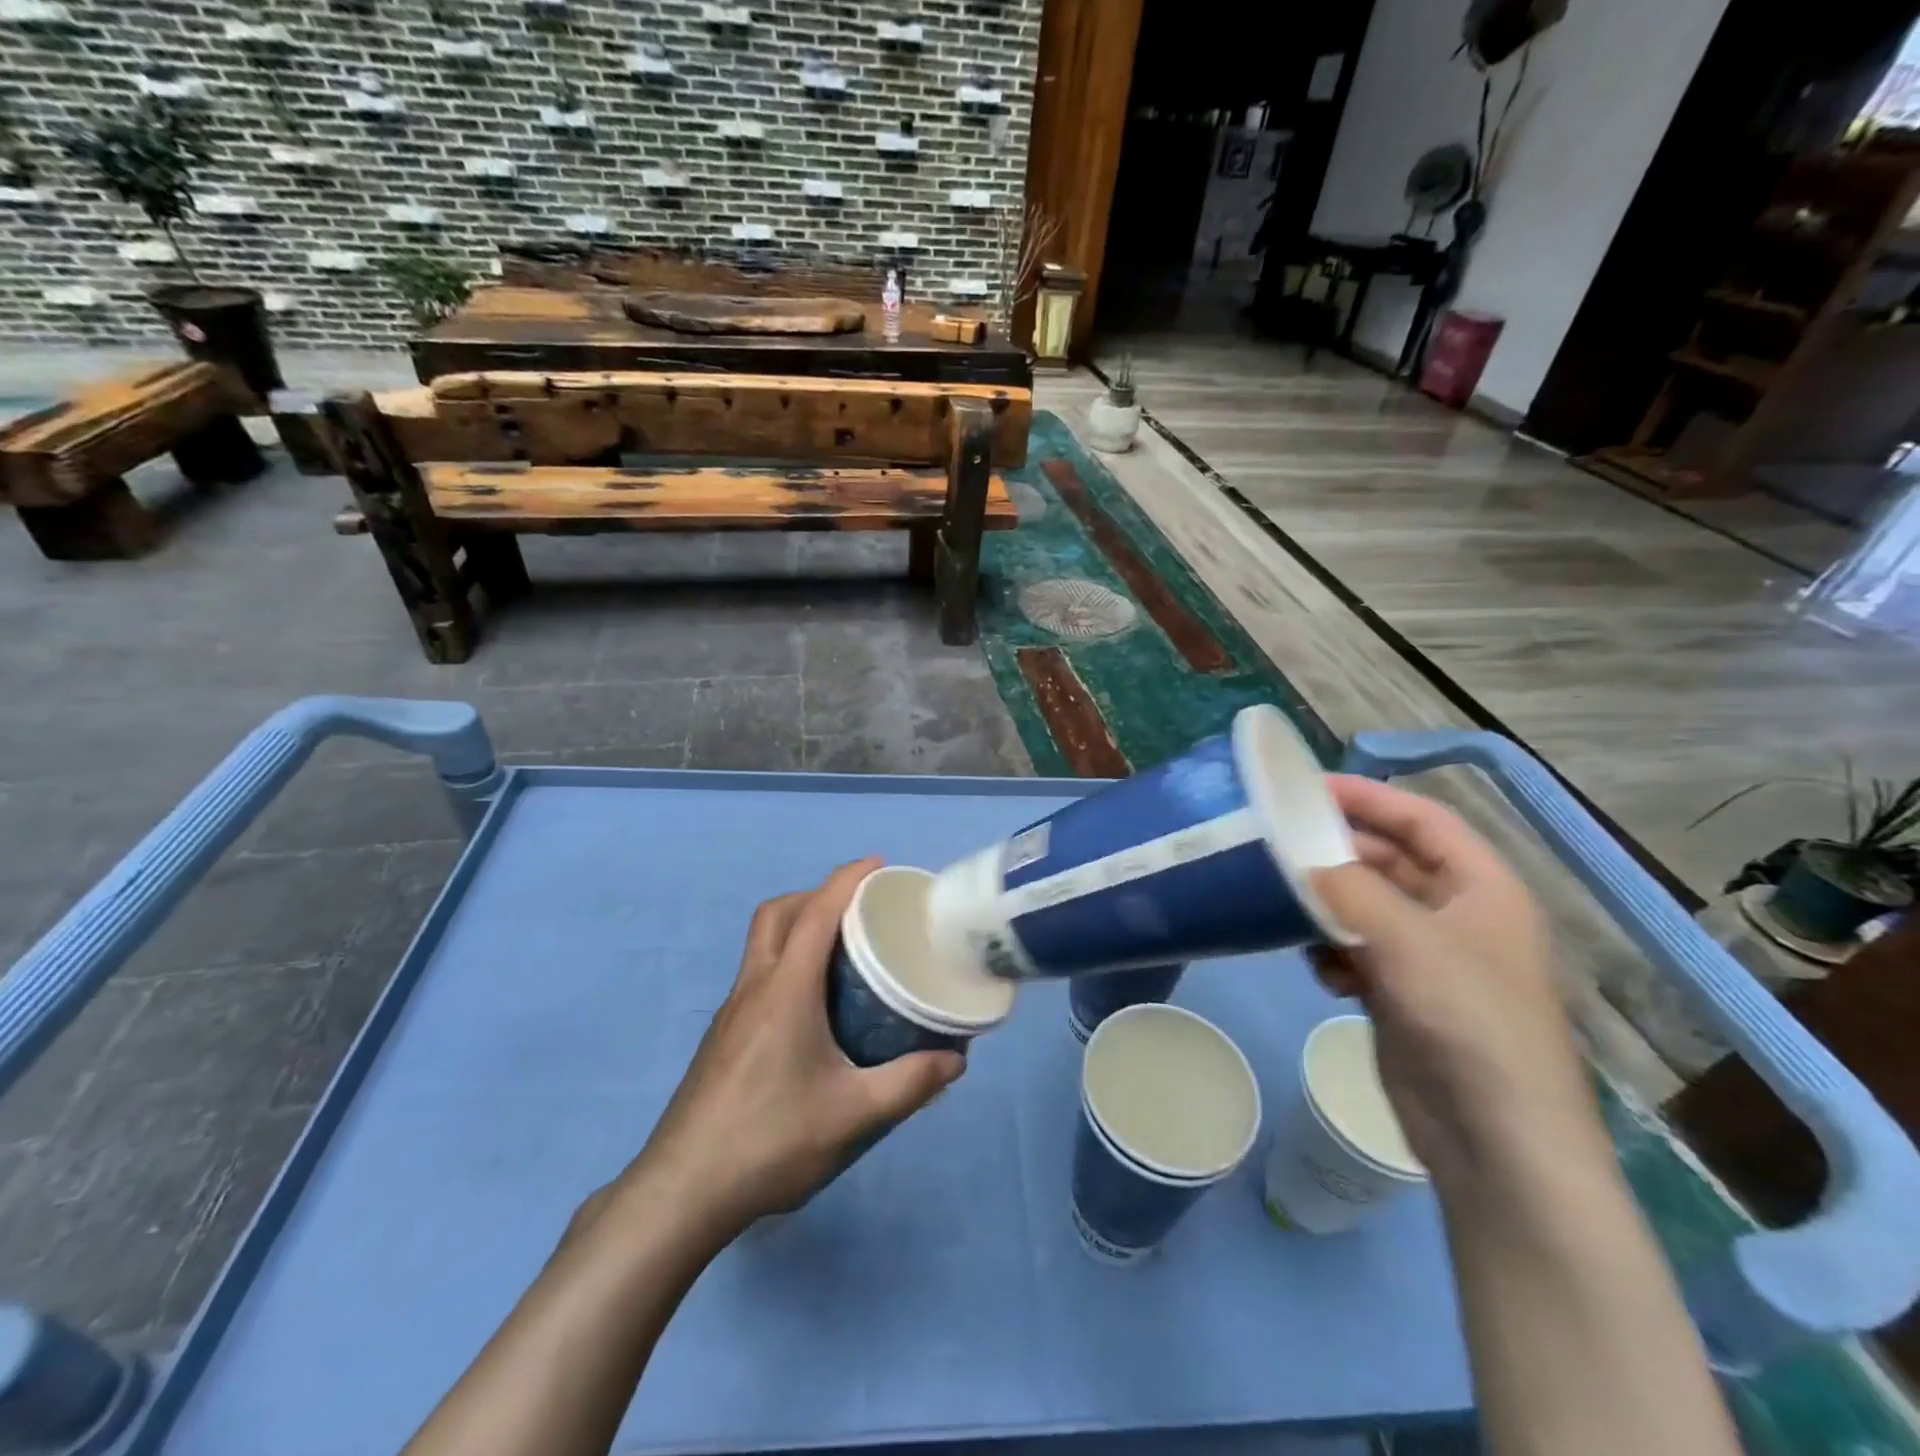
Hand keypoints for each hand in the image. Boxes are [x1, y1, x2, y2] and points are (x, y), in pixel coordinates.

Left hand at [602, 858, 964, 1245]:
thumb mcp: (853, 1114)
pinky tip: (811, 1005)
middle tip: (858, 908)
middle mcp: (754, 987)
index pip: (817, 913)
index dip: (848, 879)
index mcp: (785, 989)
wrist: (682, 1191)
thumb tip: (956, 1059)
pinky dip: (785, 961)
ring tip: (841, 950)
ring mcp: (731, 1012)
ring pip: (761, 942)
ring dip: (797, 925)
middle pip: (777, 914)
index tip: (878, 864)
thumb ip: (909, 1083)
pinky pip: (757, 974)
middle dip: (817, 895)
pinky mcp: (722, 1037)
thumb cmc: (770, 1140)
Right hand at [1308, 776, 1604, 1187]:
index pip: (1422, 819)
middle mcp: (1457, 914)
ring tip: (1289, 908)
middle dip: (1337, 854)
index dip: (1368, 797)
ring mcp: (1429, 957)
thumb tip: (1300, 860)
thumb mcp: (1407, 940)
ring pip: (1365, 907)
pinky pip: (1356, 950)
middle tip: (1278, 845)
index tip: (1307, 789)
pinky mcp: (1402, 994)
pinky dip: (1333, 951)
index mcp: (1481, 887)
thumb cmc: (1468, 1021)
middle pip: (1388, 861)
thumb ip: (1348, 888)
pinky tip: (1320, 969)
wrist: (1495, 1140)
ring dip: (1328, 905)